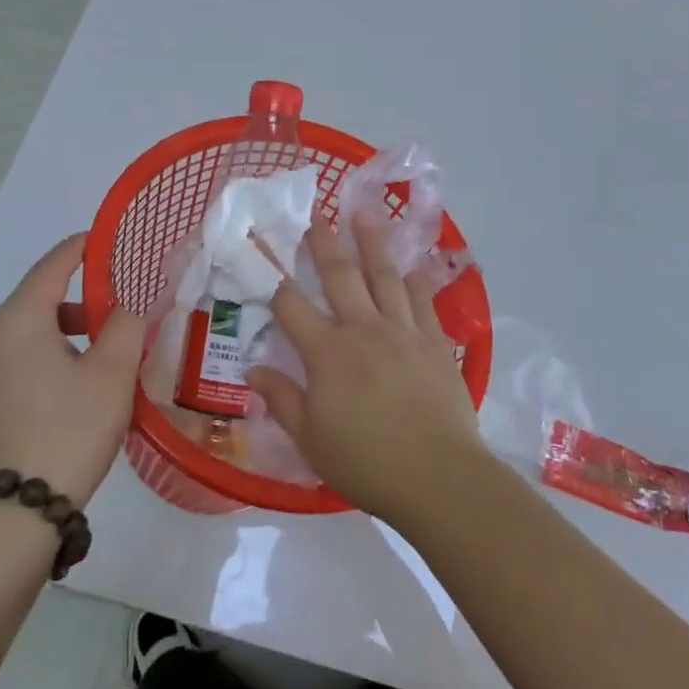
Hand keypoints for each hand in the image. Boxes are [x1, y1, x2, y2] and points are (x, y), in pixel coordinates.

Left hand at [0, 234, 144, 504]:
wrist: (17, 511)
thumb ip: (128, 324)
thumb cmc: (69, 429)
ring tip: (114, 344)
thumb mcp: (112, 372)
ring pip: (35, 327)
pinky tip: (87, 375)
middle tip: (129, 300)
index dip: (85, 247)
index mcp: (18, 321)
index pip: (53, 265)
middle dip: (87, 293)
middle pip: (43, 295)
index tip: (116, 239)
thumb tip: (132, 302)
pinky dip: (57, 348)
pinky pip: (26, 352)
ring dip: (75, 326)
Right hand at [244, 220, 489, 526]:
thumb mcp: (311, 439)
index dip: (274, 277)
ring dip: (372, 243)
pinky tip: (412, 263)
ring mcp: (403, 330)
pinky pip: (423, 299)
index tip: (265, 251)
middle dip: (324, 243)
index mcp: (327, 352)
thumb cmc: (366, 462)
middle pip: (340, 275)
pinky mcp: (436, 341)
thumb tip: (252, 370)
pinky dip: (416, 278)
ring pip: (384, 276)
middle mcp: (364, 329)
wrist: (437, 475)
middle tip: (318, 215)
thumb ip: (282, 400)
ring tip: (365, 214)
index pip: (292, 305)